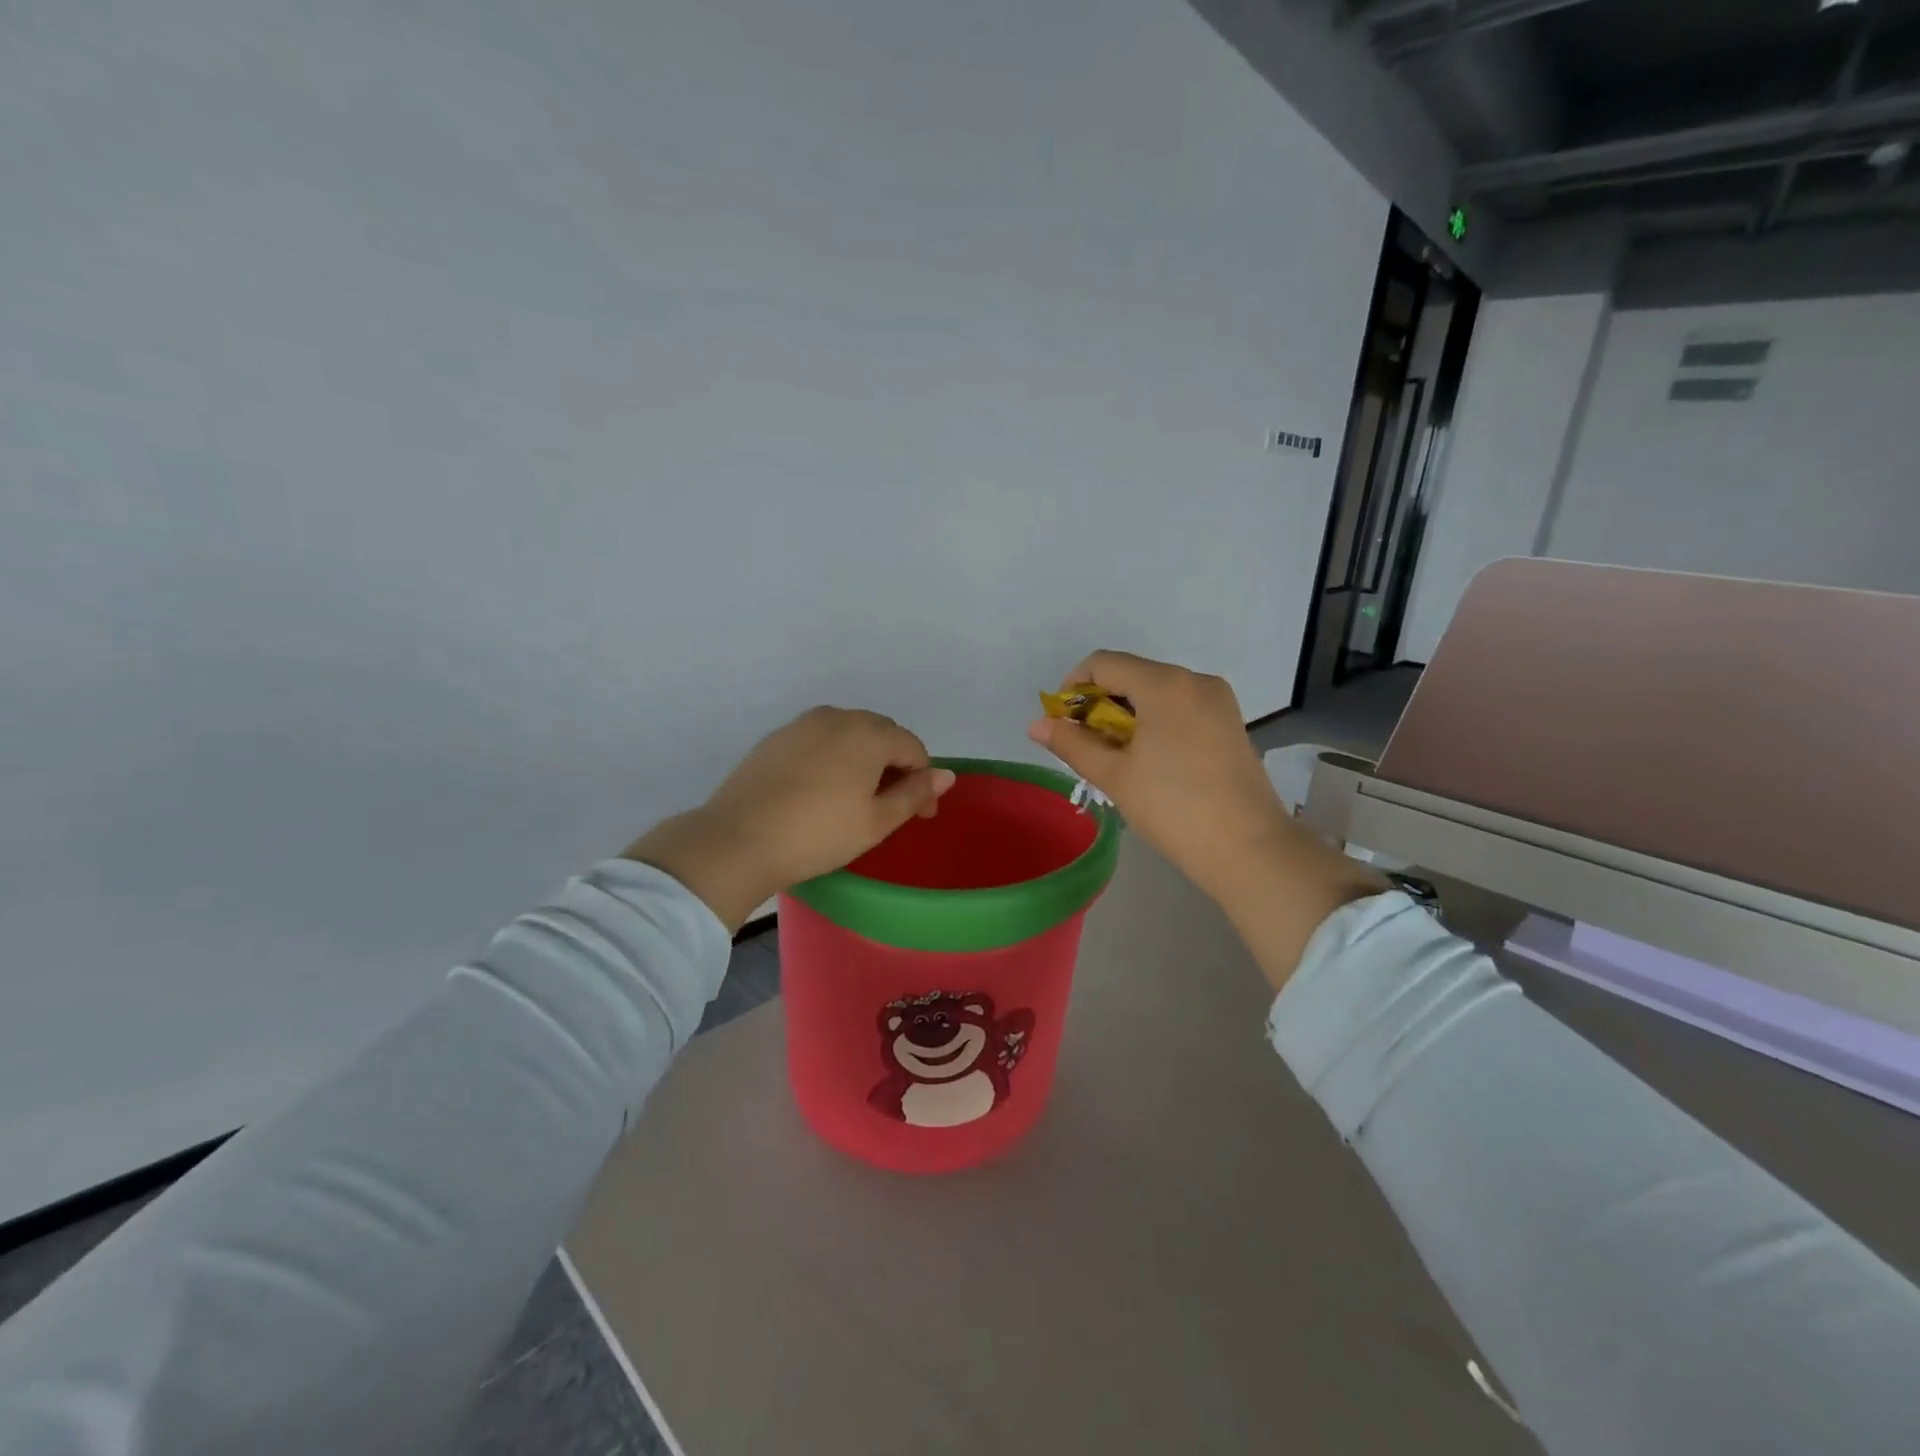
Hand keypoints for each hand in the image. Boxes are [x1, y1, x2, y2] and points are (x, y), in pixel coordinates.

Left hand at [625, 708, 955, 931]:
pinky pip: (819, 742)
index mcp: (868, 732)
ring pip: (848, 736)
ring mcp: (801, 724)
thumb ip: (914, 793)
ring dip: (864, 761)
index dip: (924, 782)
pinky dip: (833, 760)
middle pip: (881, 736)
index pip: (913, 749)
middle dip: (895, 767)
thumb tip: (947, 775)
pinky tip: (822, 791)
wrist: (737, 840)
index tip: (922, 816)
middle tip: (893, 807)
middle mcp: (837, 717)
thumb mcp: (876, 821)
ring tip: (858, 799)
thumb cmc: (818, 833)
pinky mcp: (775, 738)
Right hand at [1027, 652, 1382, 992]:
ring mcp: (1218, 701)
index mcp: (1165, 684)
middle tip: (1086, 745)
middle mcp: (1194, 680)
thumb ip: (1072, 744)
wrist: (1249, 847)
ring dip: (1127, 714)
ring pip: (1157, 692)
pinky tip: (1149, 758)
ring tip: (1116, 756)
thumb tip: (1036, 725)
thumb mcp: (1115, 775)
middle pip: (1132, 675)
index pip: (1104, 664)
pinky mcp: (1230, 722)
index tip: (1063, 722)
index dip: (1073, 687)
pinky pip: (1181, 707)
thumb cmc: (1173, 807)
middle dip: (1100, 704)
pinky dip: (1155, 721)